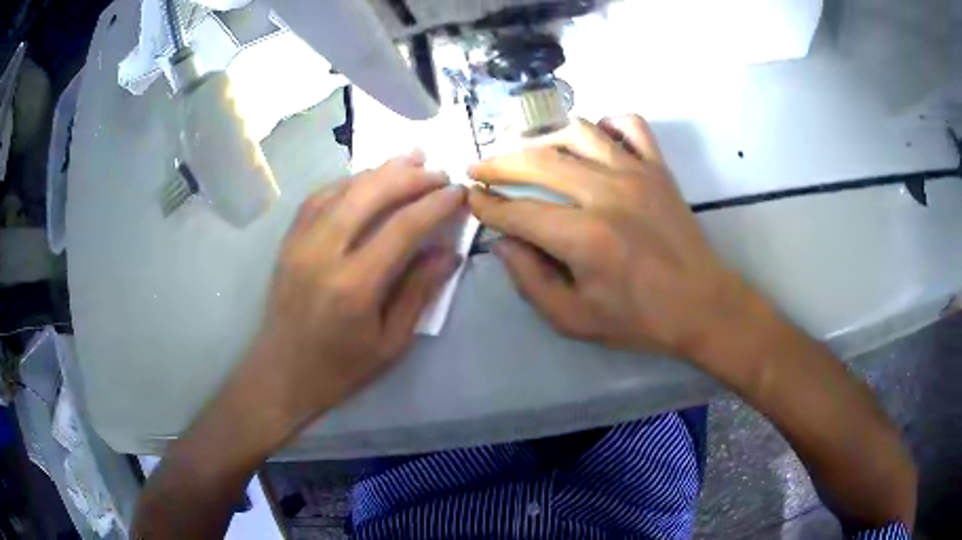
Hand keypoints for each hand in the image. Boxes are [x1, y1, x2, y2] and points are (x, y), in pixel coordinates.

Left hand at [250, 152, 465, 431]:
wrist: (282, 373)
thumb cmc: (340, 368)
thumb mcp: (391, 343)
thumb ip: (419, 292)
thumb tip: (448, 252)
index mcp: (354, 286)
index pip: (401, 228)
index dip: (434, 204)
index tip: (458, 192)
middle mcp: (323, 253)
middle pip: (370, 194)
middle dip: (410, 176)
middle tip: (439, 171)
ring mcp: (300, 242)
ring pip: (343, 188)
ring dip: (380, 170)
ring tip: (411, 159)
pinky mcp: (288, 240)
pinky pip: (319, 196)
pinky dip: (349, 180)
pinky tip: (368, 178)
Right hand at [469, 117, 752, 359]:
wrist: (701, 305)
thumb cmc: (639, 319)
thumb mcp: (574, 320)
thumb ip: (530, 281)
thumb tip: (505, 242)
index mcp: (584, 238)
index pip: (518, 211)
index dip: (487, 205)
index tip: (470, 199)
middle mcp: (606, 194)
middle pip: (538, 161)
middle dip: (498, 163)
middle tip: (480, 169)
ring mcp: (636, 173)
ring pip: (577, 132)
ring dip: (543, 138)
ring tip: (528, 154)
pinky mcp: (658, 168)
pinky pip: (630, 124)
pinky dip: (606, 123)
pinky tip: (593, 140)